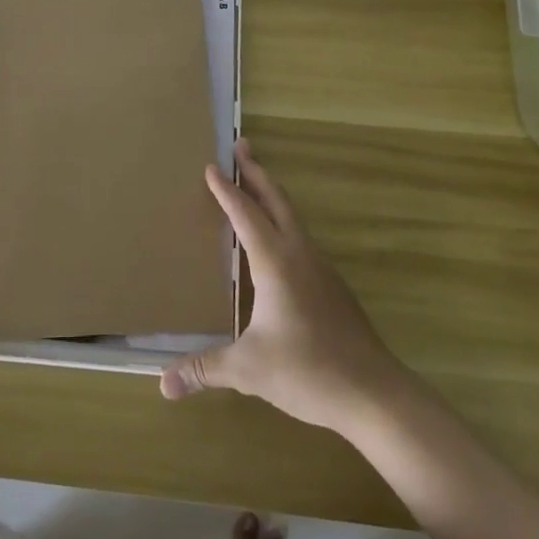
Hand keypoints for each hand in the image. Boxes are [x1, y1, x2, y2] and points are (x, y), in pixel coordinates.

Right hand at [161, 140, 407, 431]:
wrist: (374, 392)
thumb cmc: (308, 371)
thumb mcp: (249, 370)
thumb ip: (205, 370)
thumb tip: (163, 385)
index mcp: (275, 262)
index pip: (245, 214)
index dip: (226, 190)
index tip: (211, 165)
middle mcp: (299, 254)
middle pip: (276, 200)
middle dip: (257, 172)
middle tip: (241, 146)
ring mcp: (321, 268)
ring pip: (293, 217)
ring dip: (272, 195)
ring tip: (255, 185)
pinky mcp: (332, 285)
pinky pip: (301, 238)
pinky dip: (284, 222)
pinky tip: (278, 242)